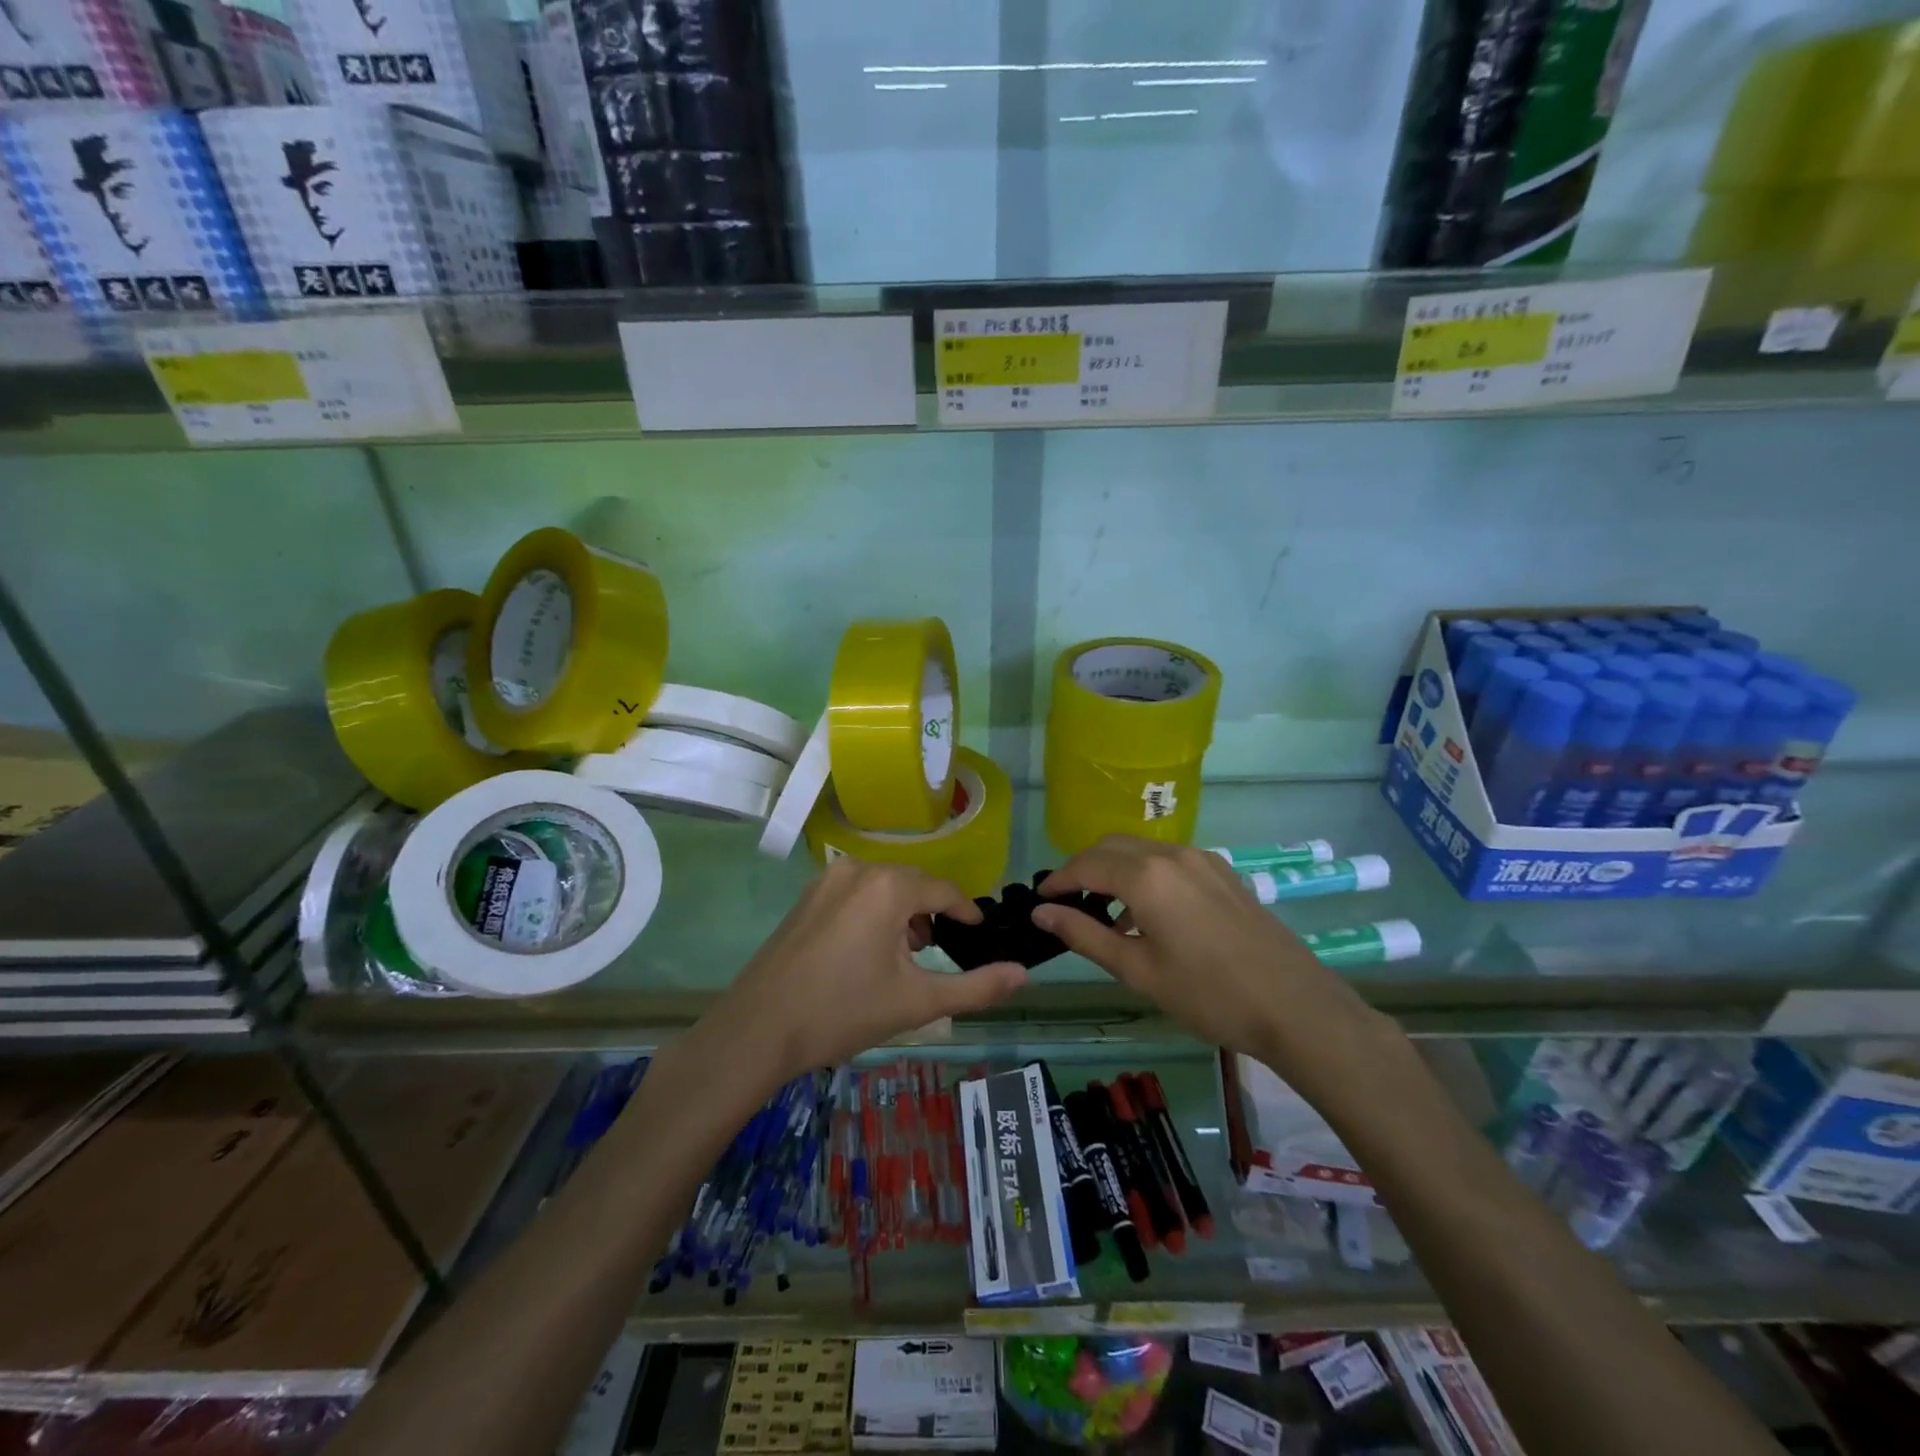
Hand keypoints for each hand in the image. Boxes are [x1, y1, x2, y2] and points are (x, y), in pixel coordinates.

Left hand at [714, 859, 1026, 1075]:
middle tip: (942, 951)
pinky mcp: (807, 896)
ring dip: (903, 912)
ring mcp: (827, 879)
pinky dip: (874, 911)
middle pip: (913, 884)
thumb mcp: (917, 1002)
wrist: (758, 1029)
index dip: (967, 912)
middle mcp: (858, 869)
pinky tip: (869, 949)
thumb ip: (977, 987)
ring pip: (883, 886)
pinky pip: (856, 891)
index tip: (979, 933)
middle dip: (933, 913)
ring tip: (908, 954)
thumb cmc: (843, 1012)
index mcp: (889, 887)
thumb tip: (1025, 974)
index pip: (944, 891)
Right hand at [1033, 836, 1395, 1092]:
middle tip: (1066, 905)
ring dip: (1113, 869)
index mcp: (1146, 876)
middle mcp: (1171, 854)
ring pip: (1141, 849)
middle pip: (1110, 847)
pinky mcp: (1222, 872)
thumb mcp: (1138, 971)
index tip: (1039, 902)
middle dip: (1082, 869)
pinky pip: (1168, 859)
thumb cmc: (1208, 995)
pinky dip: (1144, 873)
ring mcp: (1202, 859)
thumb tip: (1041, 913)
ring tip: (1103, 912)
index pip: (1085, 866)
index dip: (1057, 881)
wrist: (1295, 1006)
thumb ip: (1085, 935)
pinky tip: (1147, 912)